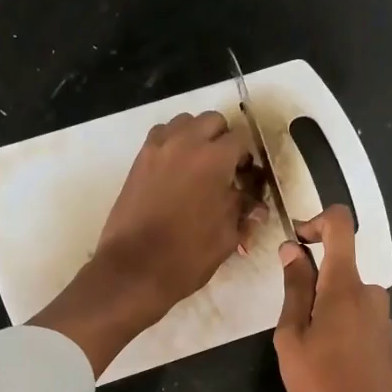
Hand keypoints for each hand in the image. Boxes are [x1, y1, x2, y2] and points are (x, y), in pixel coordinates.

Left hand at [31, 110, 262, 374]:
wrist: (134, 269)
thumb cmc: (187, 256)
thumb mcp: (227, 237)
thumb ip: (244, 213)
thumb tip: (256, 207)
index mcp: (214, 159)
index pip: (241, 140)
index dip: (247, 159)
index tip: (246, 179)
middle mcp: (185, 143)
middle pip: (212, 122)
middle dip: (223, 140)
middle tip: (225, 170)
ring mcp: (157, 149)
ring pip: (184, 123)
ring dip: (196, 137)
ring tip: (199, 167)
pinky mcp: (138, 161)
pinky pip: (160, 137)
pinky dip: (172, 144)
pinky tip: (176, 171)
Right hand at [273, 206, 391, 391]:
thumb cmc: (320, 383)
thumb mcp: (292, 336)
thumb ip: (294, 288)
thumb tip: (292, 249)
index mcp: (345, 285)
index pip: (341, 224)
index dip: (316, 221)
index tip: (296, 243)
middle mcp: (370, 292)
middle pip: (339, 265)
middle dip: (311, 281)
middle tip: (290, 321)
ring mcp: (382, 315)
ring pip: (346, 293)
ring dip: (323, 306)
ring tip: (306, 347)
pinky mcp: (386, 336)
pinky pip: (357, 314)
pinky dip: (338, 322)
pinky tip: (327, 358)